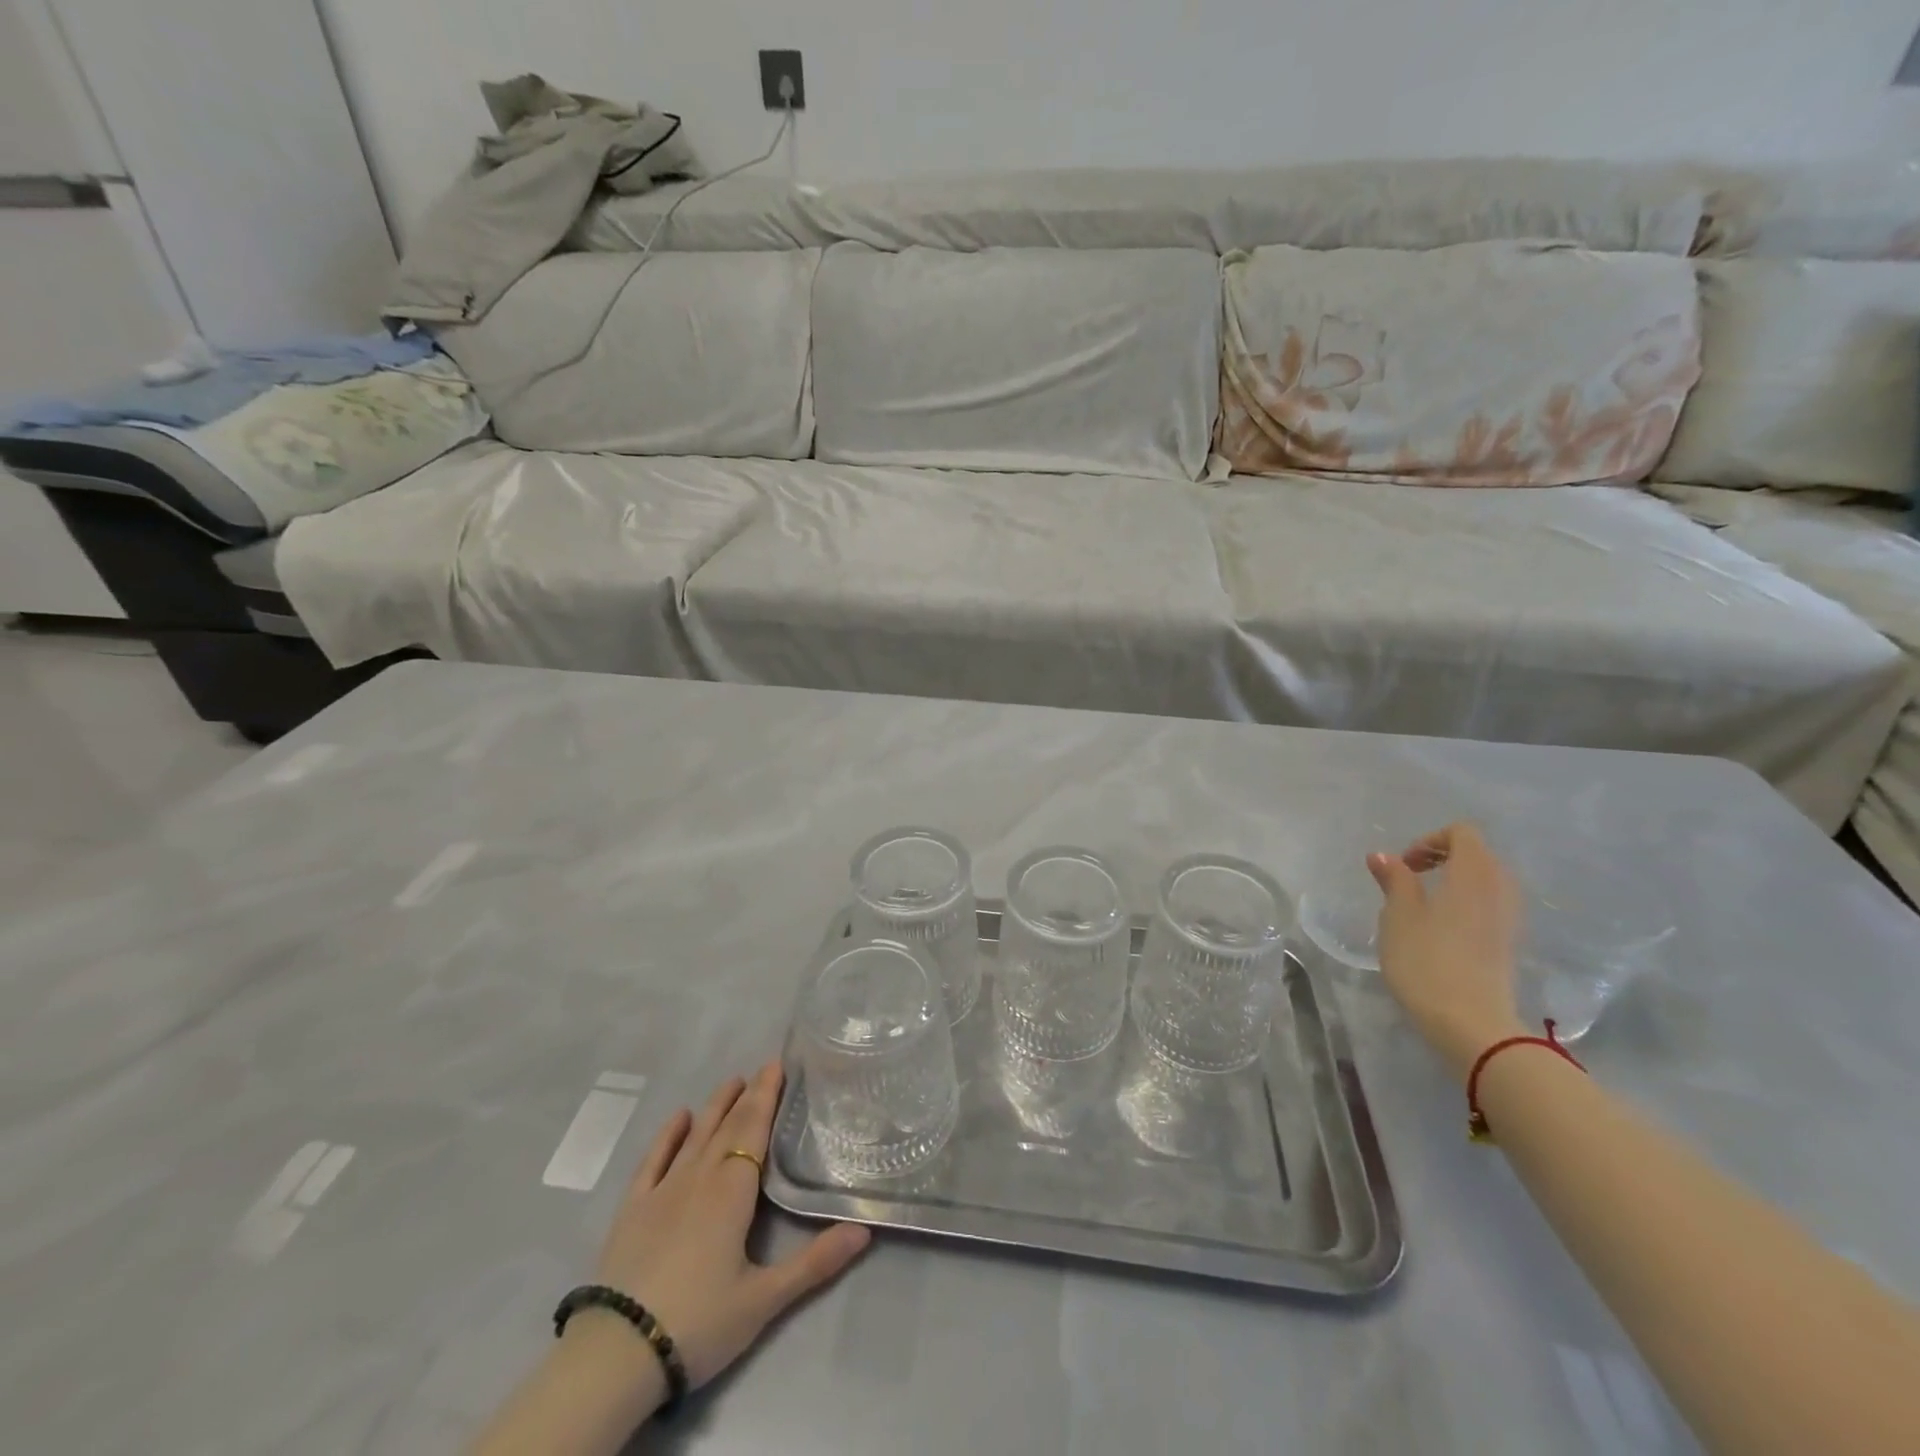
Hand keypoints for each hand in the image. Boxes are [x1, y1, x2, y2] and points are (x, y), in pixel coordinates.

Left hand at [591, 1061, 870, 1390]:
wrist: (617, 1354)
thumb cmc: (699, 1322)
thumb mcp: (764, 1299)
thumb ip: (815, 1262)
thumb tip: (865, 1228)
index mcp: (732, 1191)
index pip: (754, 1130)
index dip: (767, 1097)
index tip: (777, 1065)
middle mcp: (700, 1177)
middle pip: (728, 1127)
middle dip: (748, 1096)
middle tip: (763, 1068)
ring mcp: (663, 1190)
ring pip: (695, 1135)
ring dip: (715, 1106)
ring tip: (732, 1081)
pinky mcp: (633, 1209)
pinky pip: (654, 1160)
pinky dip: (668, 1135)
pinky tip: (679, 1117)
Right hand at [1367, 822, 1525, 1081]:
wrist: (1471, 1024)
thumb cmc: (1427, 961)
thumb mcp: (1398, 917)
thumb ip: (1395, 881)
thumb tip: (1384, 856)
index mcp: (1473, 874)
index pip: (1462, 833)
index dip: (1429, 840)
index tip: (1404, 866)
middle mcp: (1500, 889)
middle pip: (1479, 854)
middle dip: (1443, 858)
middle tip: (1410, 880)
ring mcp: (1510, 919)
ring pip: (1487, 881)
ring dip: (1456, 882)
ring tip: (1424, 905)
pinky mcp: (1510, 944)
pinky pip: (1491, 906)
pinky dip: (1467, 904)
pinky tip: (1442, 930)